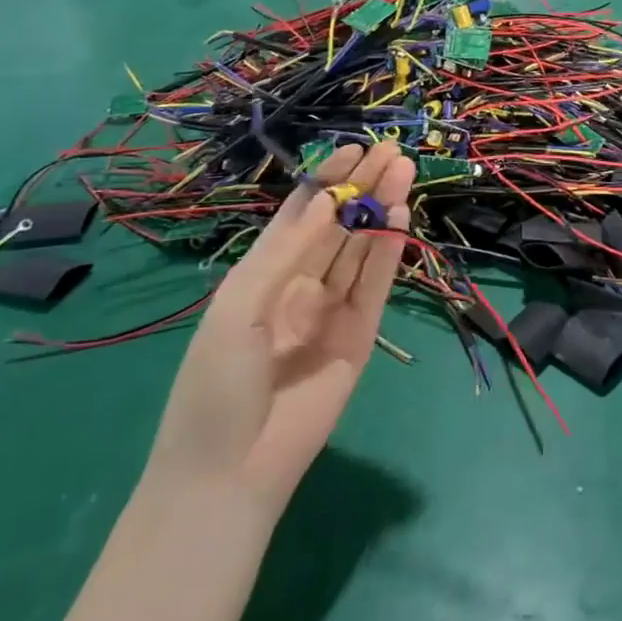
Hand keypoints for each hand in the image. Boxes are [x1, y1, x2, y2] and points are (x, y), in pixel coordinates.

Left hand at [140, 141, 413, 519]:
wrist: (231, 471)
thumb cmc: (217, 383)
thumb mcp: (240, 306)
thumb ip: (288, 252)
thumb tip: (328, 201)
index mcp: (263, 276)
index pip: (301, 216)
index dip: (327, 180)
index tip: (354, 149)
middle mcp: (300, 285)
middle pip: (338, 226)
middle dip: (363, 188)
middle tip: (392, 152)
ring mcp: (332, 310)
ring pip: (361, 249)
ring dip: (381, 210)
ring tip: (404, 171)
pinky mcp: (360, 335)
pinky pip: (376, 285)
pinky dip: (389, 251)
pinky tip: (399, 218)